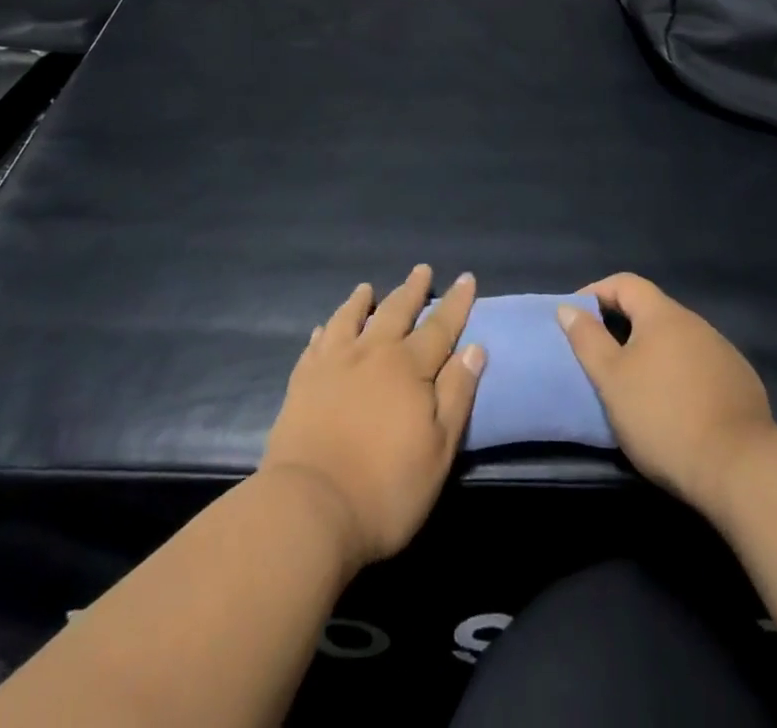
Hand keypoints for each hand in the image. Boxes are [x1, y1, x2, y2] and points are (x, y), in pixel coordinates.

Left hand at [261, 265, 485, 570]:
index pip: (439, 326)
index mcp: (408, 367)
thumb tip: (474, 348)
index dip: (455, 303)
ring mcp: (332, 364)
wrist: (309, 507)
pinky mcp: (302, 382)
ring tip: (367, 287)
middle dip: (412, 289)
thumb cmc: (385, 488)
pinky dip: (325, 330)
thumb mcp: (438, 449)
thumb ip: (456, 394)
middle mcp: (371, 353)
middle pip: (396, 311)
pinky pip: (316, 345)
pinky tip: (324, 328)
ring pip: (350, 319)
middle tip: (421, 269)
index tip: (466, 277)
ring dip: (362, 301)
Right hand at [557, 273, 774, 518]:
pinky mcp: (741, 383)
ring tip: (636, 384)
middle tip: (601, 355)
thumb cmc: (662, 416)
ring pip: (678, 341)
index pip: (625, 283)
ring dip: (653, 352)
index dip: (596, 292)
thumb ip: (588, 340)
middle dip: (623, 326)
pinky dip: (679, 374)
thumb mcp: (611, 379)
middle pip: (652, 311)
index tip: (576, 315)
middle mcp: (697, 324)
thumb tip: (569, 308)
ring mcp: (724, 353)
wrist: (739, 468)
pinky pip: (700, 366)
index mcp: (664, 315)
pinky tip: (675, 405)